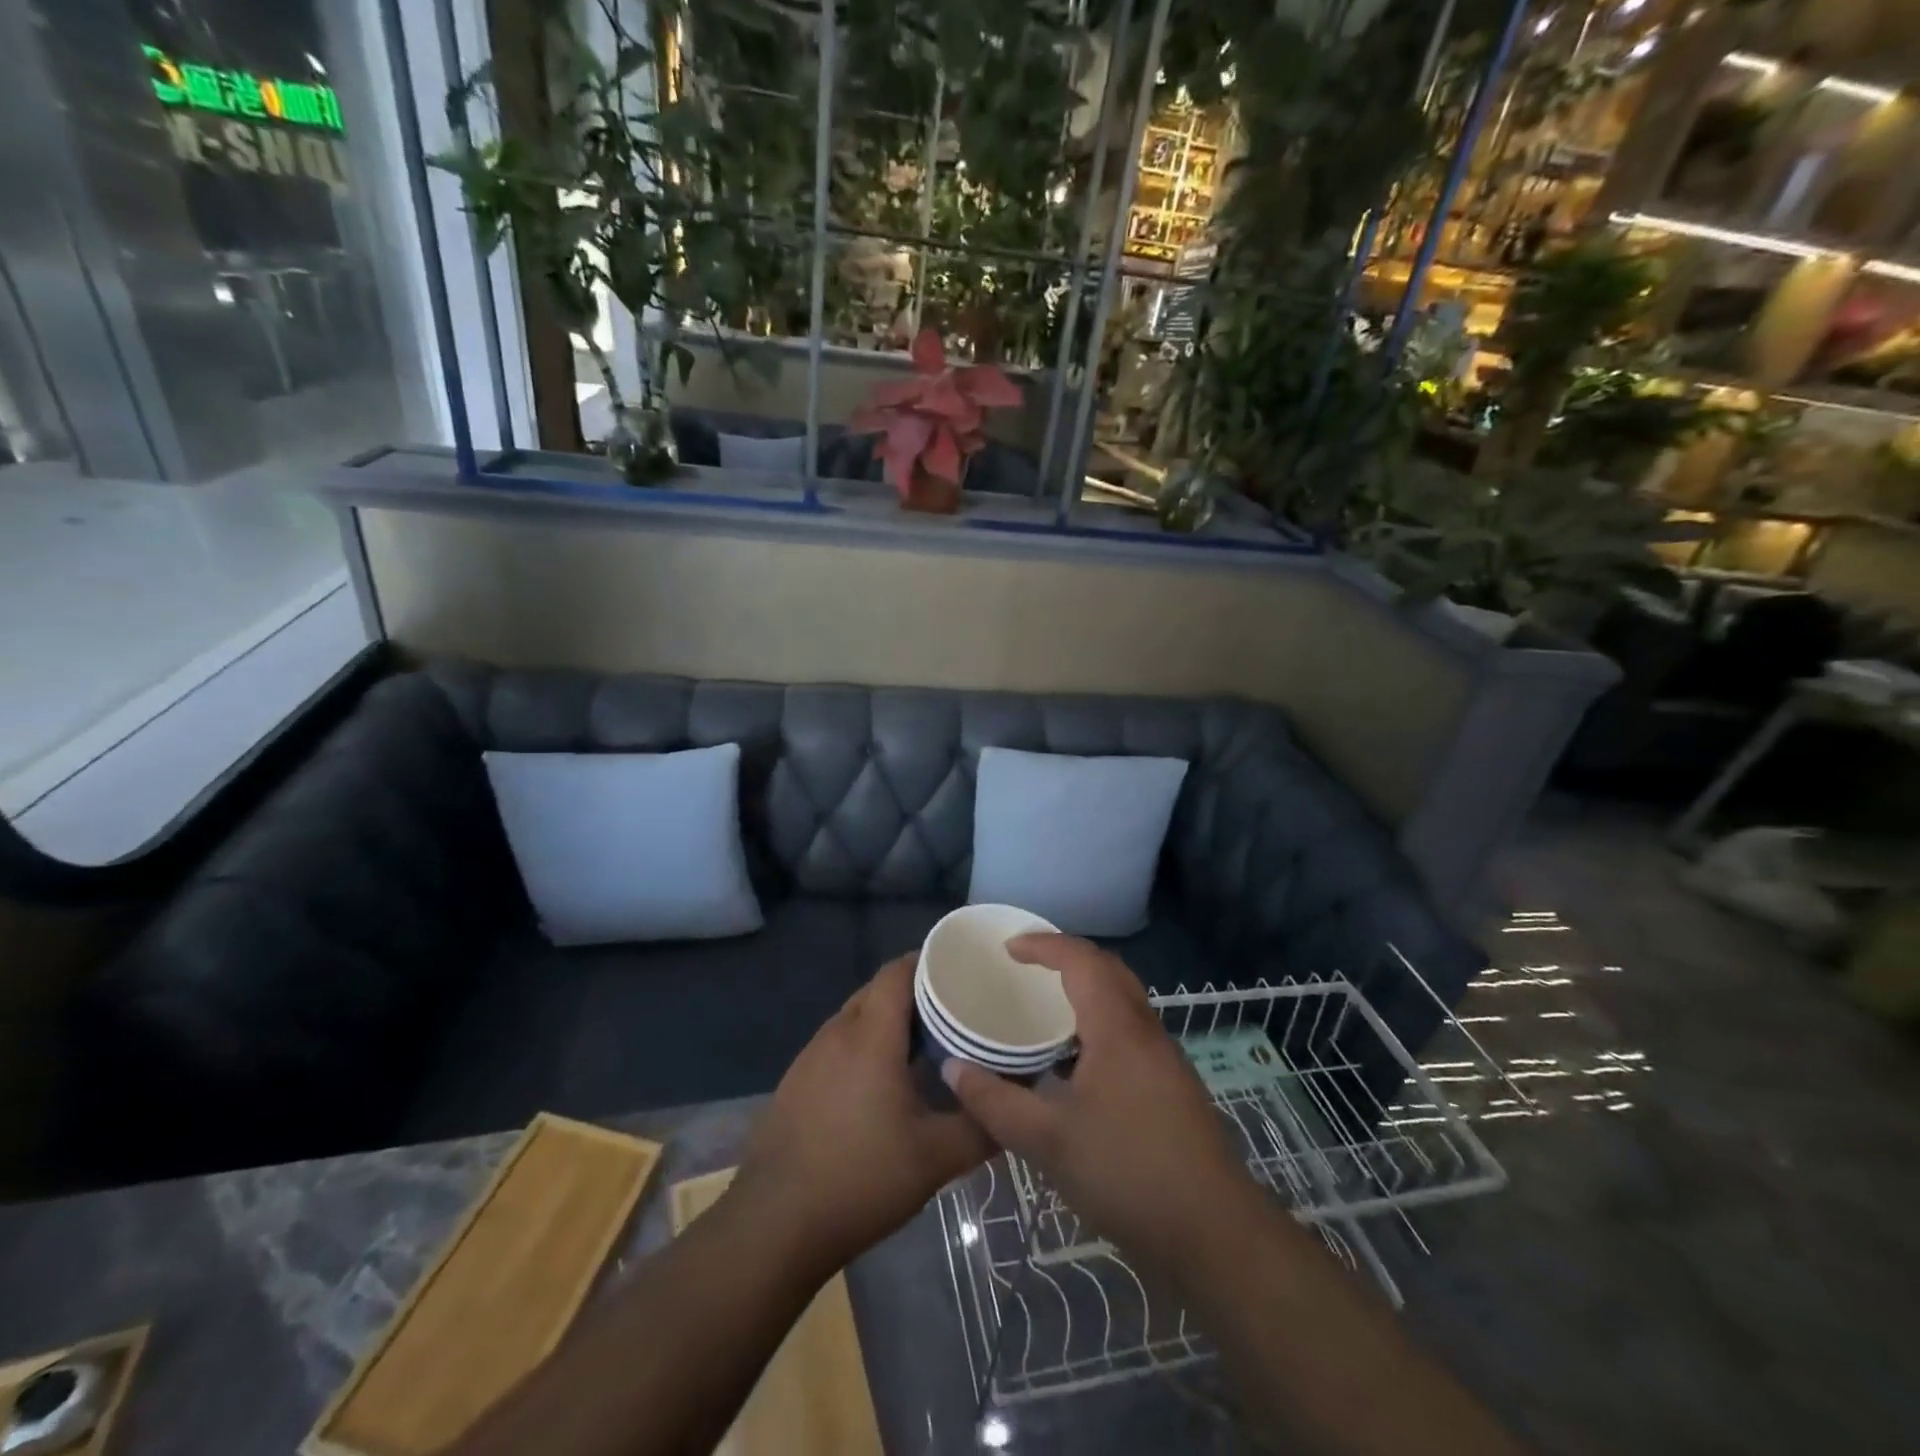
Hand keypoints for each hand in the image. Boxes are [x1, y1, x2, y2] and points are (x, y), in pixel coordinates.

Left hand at [733, 956, 993, 1275]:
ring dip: (888, 1020)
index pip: (897, 971)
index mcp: (870, 1036)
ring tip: (926, 1042)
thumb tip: (1014, 1105)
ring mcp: (810, 1056)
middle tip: (954, 1010)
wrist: (774, 1224)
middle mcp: (837, 1033)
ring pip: (856, 1017)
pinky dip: (865, 1044)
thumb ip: (981, 1126)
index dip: (929, 961)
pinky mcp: (796, 1081)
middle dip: (915, 992)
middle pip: (877, 990)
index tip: (962, 970)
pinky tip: (883, 1081)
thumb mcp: (935, 1158)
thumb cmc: (860, 1179)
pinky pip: (839, 1043)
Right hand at [942, 935, 1255, 1272]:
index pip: (1081, 960)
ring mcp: (1163, 1058)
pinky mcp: (1171, 1085)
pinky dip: (1097, 1023)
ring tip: (1044, 1009)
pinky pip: (1128, 1029)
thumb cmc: (1127, 1173)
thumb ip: (995, 1103)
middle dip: (1066, 957)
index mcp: (1117, 1027)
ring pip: (1122, 1000)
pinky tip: (1074, 1063)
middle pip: (1107, 970)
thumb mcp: (1047, 1142)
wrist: (1213, 1231)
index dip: (1044, 945)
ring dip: (1084, 990)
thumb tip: (953, 1068)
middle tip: (1026, 967)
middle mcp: (1144, 1030)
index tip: (1008, 948)